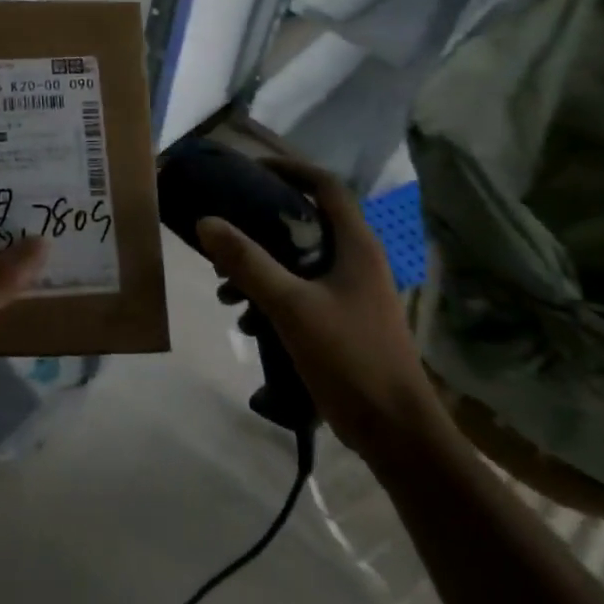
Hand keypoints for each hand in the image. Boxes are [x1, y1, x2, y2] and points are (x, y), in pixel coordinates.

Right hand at [196, 156, 443, 461]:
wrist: (397, 433)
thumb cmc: (350, 359)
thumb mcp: (291, 306)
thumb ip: (248, 262)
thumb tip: (206, 221)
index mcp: (356, 246)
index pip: (325, 186)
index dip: (289, 169)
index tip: (250, 169)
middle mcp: (358, 260)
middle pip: (307, 221)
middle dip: (262, 224)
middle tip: (226, 227)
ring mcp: (353, 292)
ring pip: (300, 259)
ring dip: (262, 264)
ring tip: (225, 285)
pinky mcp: (345, 320)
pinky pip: (302, 290)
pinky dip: (272, 294)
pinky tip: (246, 319)